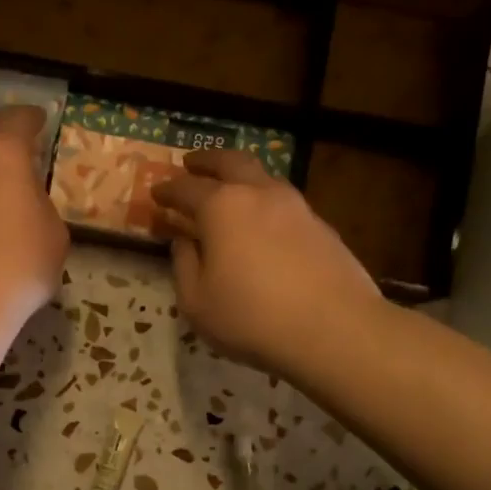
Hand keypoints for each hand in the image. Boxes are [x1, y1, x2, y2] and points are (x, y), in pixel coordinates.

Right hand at [152, 150, 378, 376]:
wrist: (334, 329)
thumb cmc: (251, 317)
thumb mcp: (197, 302)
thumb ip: (185, 265)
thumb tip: (183, 242)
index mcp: (222, 207)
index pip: (186, 188)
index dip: (167, 190)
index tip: (156, 192)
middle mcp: (260, 194)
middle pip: (230, 162)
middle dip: (207, 160)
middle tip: (191, 164)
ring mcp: (297, 206)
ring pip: (263, 177)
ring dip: (241, 177)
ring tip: (230, 190)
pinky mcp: (322, 227)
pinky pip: (285, 202)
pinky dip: (265, 202)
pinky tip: (263, 224)